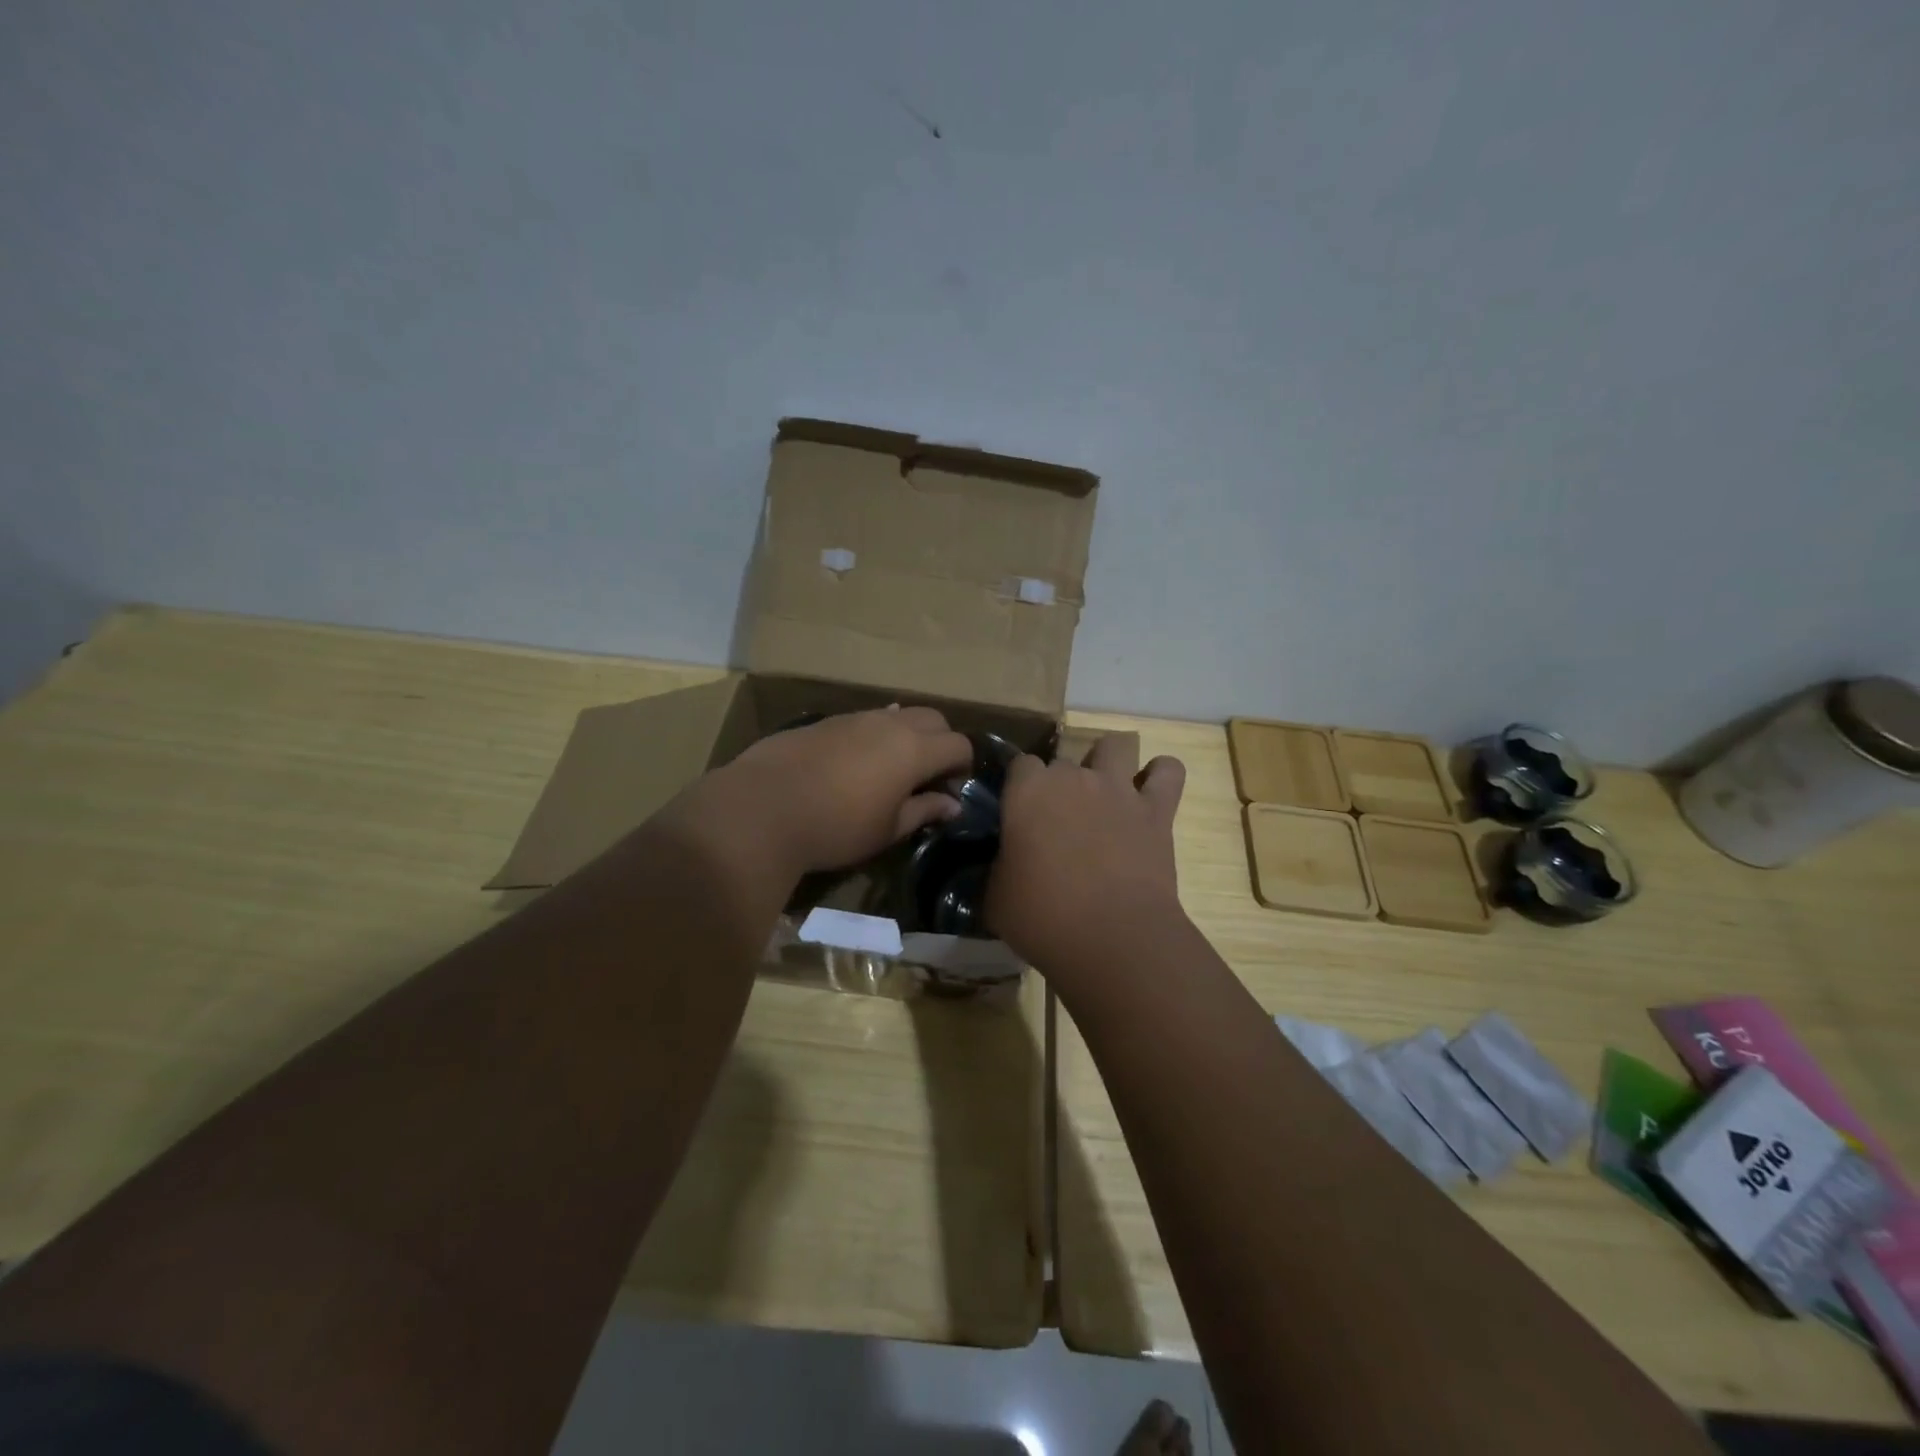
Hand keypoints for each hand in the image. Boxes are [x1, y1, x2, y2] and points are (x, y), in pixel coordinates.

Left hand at [675, 706, 973, 877]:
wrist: (761, 808)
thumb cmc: (835, 827)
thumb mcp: (887, 829)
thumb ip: (924, 811)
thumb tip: (952, 805)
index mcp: (913, 749)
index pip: (958, 744)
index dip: (962, 766)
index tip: (950, 791)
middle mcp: (889, 723)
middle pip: (933, 718)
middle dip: (940, 742)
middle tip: (927, 776)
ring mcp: (854, 717)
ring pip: (897, 715)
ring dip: (906, 736)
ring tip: (890, 771)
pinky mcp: (824, 721)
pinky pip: (864, 720)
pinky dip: (874, 735)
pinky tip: (855, 764)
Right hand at [986, 733, 1187, 974]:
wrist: (1114, 938)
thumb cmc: (1043, 918)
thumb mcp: (995, 898)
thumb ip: (996, 868)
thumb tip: (1001, 866)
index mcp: (1027, 792)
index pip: (1020, 763)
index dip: (1019, 786)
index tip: (1019, 812)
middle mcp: (1073, 778)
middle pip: (1063, 759)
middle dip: (1060, 783)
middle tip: (1059, 820)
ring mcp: (1118, 789)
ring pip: (1116, 745)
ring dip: (1110, 761)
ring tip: (1105, 790)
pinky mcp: (1157, 810)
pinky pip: (1168, 771)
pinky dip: (1161, 775)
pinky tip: (1151, 793)